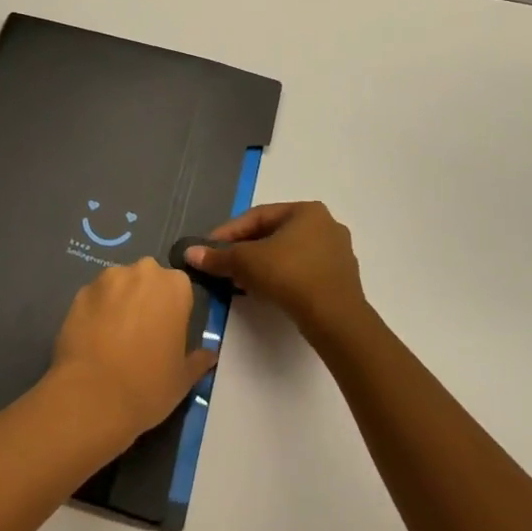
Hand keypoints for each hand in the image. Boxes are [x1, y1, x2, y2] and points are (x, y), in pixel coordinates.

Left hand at [48, 259, 217, 442]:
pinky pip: (95, 298)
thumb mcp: (183, 378)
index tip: (168, 333)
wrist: (92, 396)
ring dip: (120, 302)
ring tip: (114, 337)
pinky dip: (96, 311)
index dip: (174, 311)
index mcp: (175, 286)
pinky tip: (94, 339)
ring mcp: (107, 278)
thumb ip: (198, 360)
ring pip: (119, 285)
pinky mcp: (80, 292)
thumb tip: (211, 355)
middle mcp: (142, 271)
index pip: (180, 289)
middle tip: (142, 334)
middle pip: (148, 280)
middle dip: (147, 299)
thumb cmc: (148, 385)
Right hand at [185, 201, 365, 340]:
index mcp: (307, 210)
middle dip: (245, 250)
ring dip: (262, 265)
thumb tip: (190, 253)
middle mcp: (326, 224)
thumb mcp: (247, 262)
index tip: (209, 248)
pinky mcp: (341, 280)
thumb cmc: (290, 276)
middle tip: (224, 265)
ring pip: (288, 254)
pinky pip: (303, 271)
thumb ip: (218, 257)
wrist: (336, 319)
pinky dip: (282, 277)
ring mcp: (338, 253)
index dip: (229, 232)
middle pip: (274, 234)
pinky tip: (267, 292)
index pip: (258, 216)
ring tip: (241, 281)